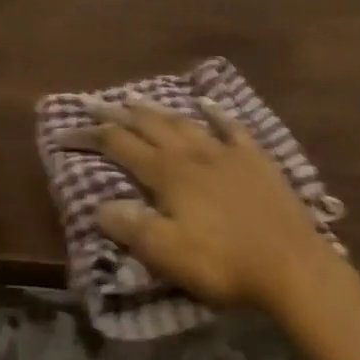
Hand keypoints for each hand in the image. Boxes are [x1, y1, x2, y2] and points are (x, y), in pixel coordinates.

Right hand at [60, 97, 340, 317]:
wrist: (290, 263)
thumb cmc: (224, 263)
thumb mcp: (169, 254)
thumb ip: (133, 228)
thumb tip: (100, 205)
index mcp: (169, 175)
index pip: (122, 147)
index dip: (93, 136)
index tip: (68, 129)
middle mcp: (193, 153)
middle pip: (150, 126)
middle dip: (119, 113)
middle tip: (95, 100)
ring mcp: (226, 152)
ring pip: (184, 122)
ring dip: (158, 109)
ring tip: (137, 97)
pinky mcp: (255, 158)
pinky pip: (231, 127)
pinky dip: (215, 113)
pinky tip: (206, 103)